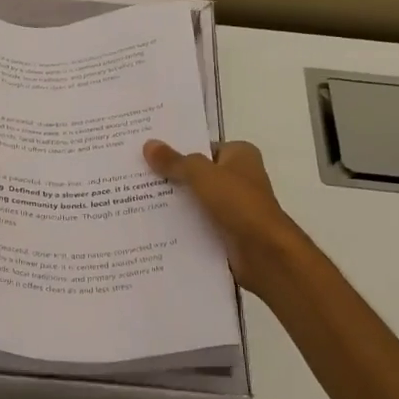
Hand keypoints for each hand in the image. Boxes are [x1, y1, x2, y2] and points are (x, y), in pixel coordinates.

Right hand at [143, 138, 308, 299]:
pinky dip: (181, 226)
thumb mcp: (202, 175)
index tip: (147, 153)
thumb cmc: (238, 203)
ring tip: (135, 201)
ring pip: (195, 200)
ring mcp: (233, 207)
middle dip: (170, 178)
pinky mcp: (227, 232)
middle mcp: (239, 177)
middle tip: (134, 177)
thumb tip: (148, 144)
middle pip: (196, 174)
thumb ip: (175, 161)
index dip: (177, 150)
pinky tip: (153, 227)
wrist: (264, 253)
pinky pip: (198, 223)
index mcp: (240, 155)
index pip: (202, 147)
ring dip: (173, 204)